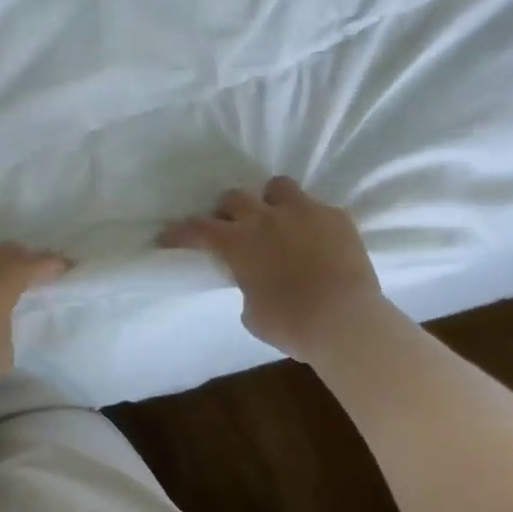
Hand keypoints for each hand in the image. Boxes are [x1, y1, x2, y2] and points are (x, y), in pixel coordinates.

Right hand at [157, 176, 384, 361]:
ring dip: (270, 201)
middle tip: (231, 227)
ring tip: (276, 219)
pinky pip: (317, 208)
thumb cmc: (291, 324)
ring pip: (278, 187)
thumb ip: (247, 287)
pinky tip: (316, 239)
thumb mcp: (253, 313)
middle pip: (234, 197)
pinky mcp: (336, 217)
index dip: (179, 232)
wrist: (346, 321)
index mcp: (237, 243)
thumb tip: (254, 282)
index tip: (166, 236)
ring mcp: (303, 212)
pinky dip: (310, 221)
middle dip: (228, 211)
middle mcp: (265, 218)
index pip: (196, 228)